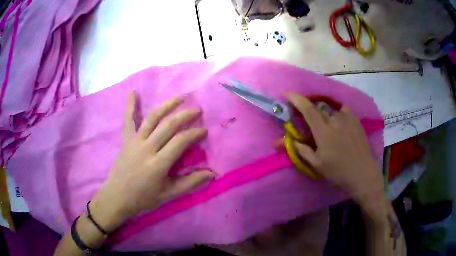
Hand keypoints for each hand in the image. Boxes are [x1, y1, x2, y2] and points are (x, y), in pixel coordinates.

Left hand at [89, 92, 213, 231]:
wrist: (117, 197)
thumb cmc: (143, 198)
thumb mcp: (169, 195)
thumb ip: (190, 183)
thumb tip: (212, 173)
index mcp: (158, 164)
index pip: (180, 141)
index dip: (194, 133)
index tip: (204, 130)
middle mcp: (147, 148)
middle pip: (168, 125)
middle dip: (185, 115)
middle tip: (198, 110)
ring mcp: (135, 141)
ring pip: (152, 118)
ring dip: (167, 105)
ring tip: (180, 97)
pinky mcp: (126, 140)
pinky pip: (128, 120)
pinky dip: (130, 105)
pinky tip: (132, 92)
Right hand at [287, 94, 383, 204]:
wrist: (362, 173)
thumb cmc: (338, 171)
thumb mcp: (317, 164)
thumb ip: (302, 150)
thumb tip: (288, 141)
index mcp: (323, 131)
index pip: (308, 109)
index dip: (296, 99)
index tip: (287, 93)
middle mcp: (335, 119)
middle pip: (318, 107)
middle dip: (309, 110)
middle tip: (308, 121)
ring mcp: (347, 118)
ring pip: (330, 110)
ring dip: (324, 115)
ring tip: (326, 126)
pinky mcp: (356, 120)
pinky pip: (342, 111)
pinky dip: (337, 114)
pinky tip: (339, 124)